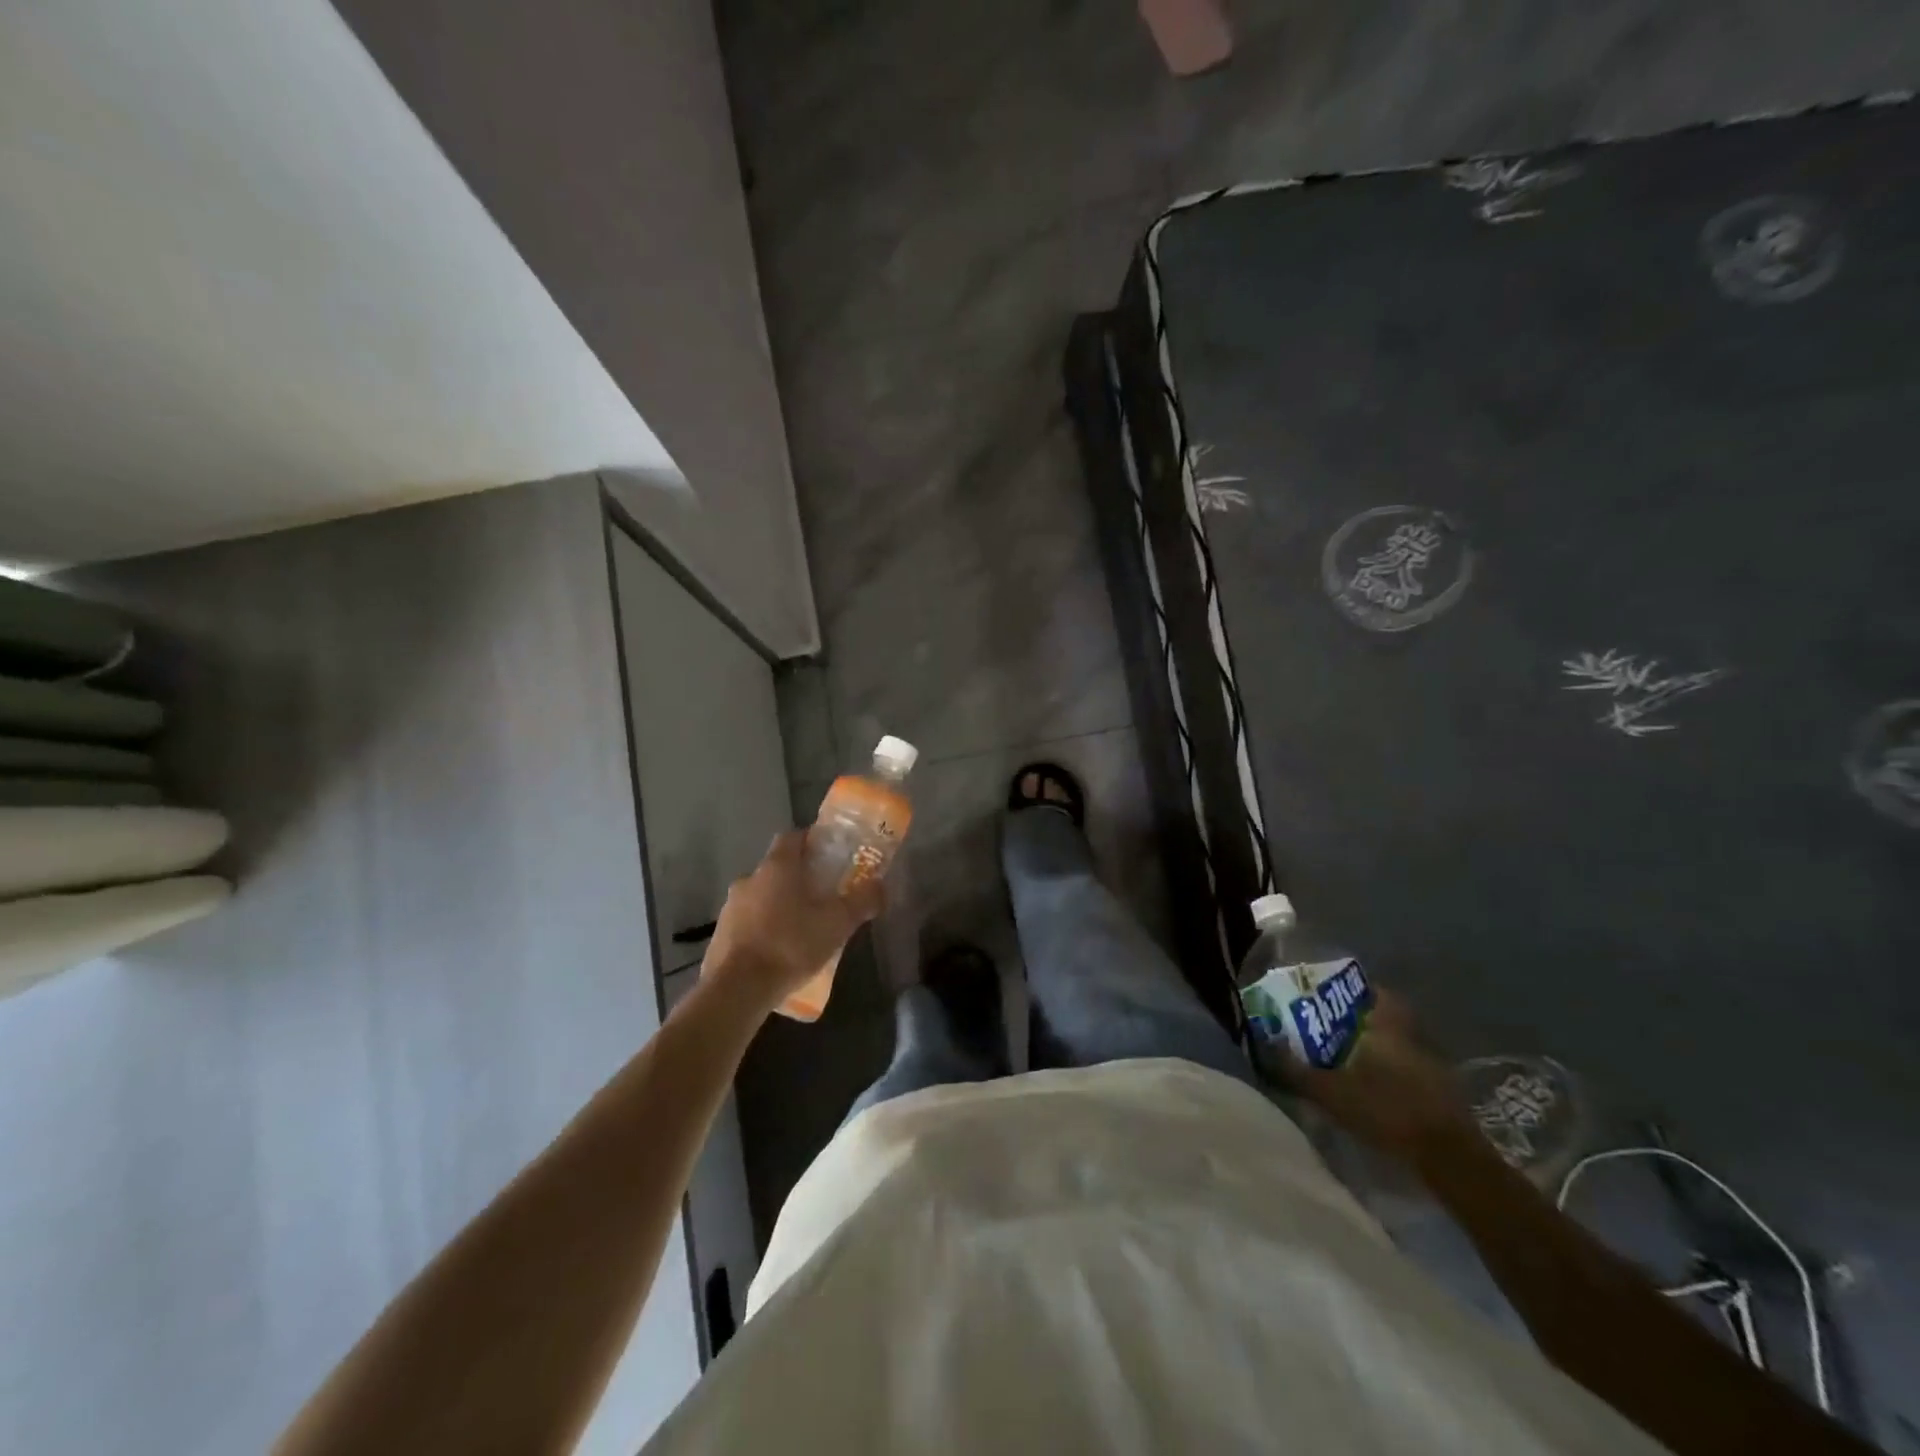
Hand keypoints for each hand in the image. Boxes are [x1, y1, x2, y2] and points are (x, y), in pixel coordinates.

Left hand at [700, 830, 882, 1011]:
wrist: (737, 989)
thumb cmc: (790, 945)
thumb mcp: (837, 924)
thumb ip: (862, 902)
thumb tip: (881, 886)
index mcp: (777, 867)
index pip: (792, 837)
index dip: (810, 841)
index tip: (828, 854)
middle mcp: (749, 879)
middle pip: (777, 868)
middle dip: (798, 879)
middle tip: (820, 897)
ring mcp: (729, 908)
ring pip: (760, 897)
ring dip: (778, 906)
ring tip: (800, 930)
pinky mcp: (719, 935)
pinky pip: (746, 923)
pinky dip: (762, 930)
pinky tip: (777, 952)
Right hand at [1287, 990, 1478, 1165]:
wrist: (1450, 1157)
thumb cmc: (1387, 1109)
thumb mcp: (1330, 1092)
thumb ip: (1295, 1070)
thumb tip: (1264, 1049)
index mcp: (1386, 1022)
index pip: (1369, 990)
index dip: (1346, 990)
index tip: (1323, 998)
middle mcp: (1411, 1032)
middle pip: (1381, 1014)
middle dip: (1355, 1019)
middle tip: (1327, 1028)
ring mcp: (1431, 1060)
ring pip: (1394, 1040)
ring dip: (1372, 1045)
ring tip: (1343, 1059)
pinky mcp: (1441, 1088)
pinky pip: (1406, 1065)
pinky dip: (1388, 1069)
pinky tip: (1370, 1086)